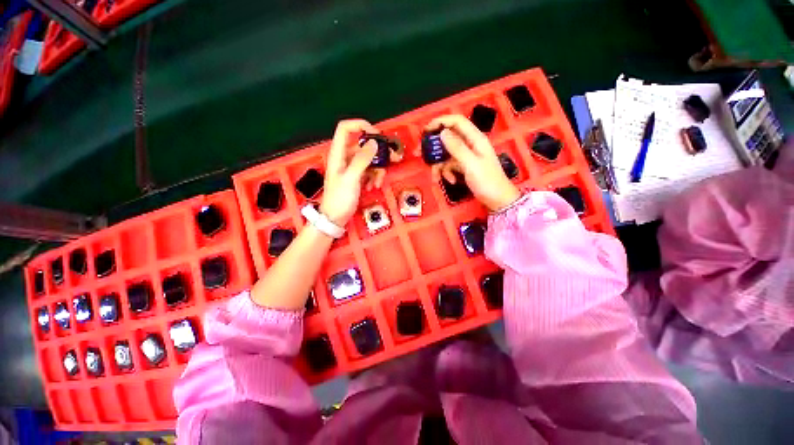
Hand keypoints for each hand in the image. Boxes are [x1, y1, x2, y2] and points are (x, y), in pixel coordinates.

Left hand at [320, 119, 378, 225]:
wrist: (335, 217)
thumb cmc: (340, 198)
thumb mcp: (351, 178)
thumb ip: (362, 159)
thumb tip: (374, 143)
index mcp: (338, 153)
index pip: (345, 128)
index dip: (360, 125)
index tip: (376, 134)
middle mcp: (345, 157)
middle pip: (363, 146)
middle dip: (378, 153)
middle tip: (393, 158)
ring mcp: (351, 167)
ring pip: (369, 160)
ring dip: (377, 170)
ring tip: (377, 183)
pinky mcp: (357, 177)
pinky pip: (369, 171)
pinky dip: (373, 177)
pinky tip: (372, 187)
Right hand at [425, 115, 520, 210]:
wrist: (497, 200)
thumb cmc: (487, 181)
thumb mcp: (471, 164)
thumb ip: (457, 148)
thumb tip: (442, 132)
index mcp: (475, 139)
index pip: (456, 121)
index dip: (440, 122)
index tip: (425, 131)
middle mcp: (469, 144)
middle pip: (447, 138)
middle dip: (433, 147)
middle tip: (418, 154)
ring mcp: (466, 156)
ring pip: (446, 154)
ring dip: (439, 166)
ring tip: (436, 178)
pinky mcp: (464, 166)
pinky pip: (450, 165)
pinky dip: (447, 173)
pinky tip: (450, 181)